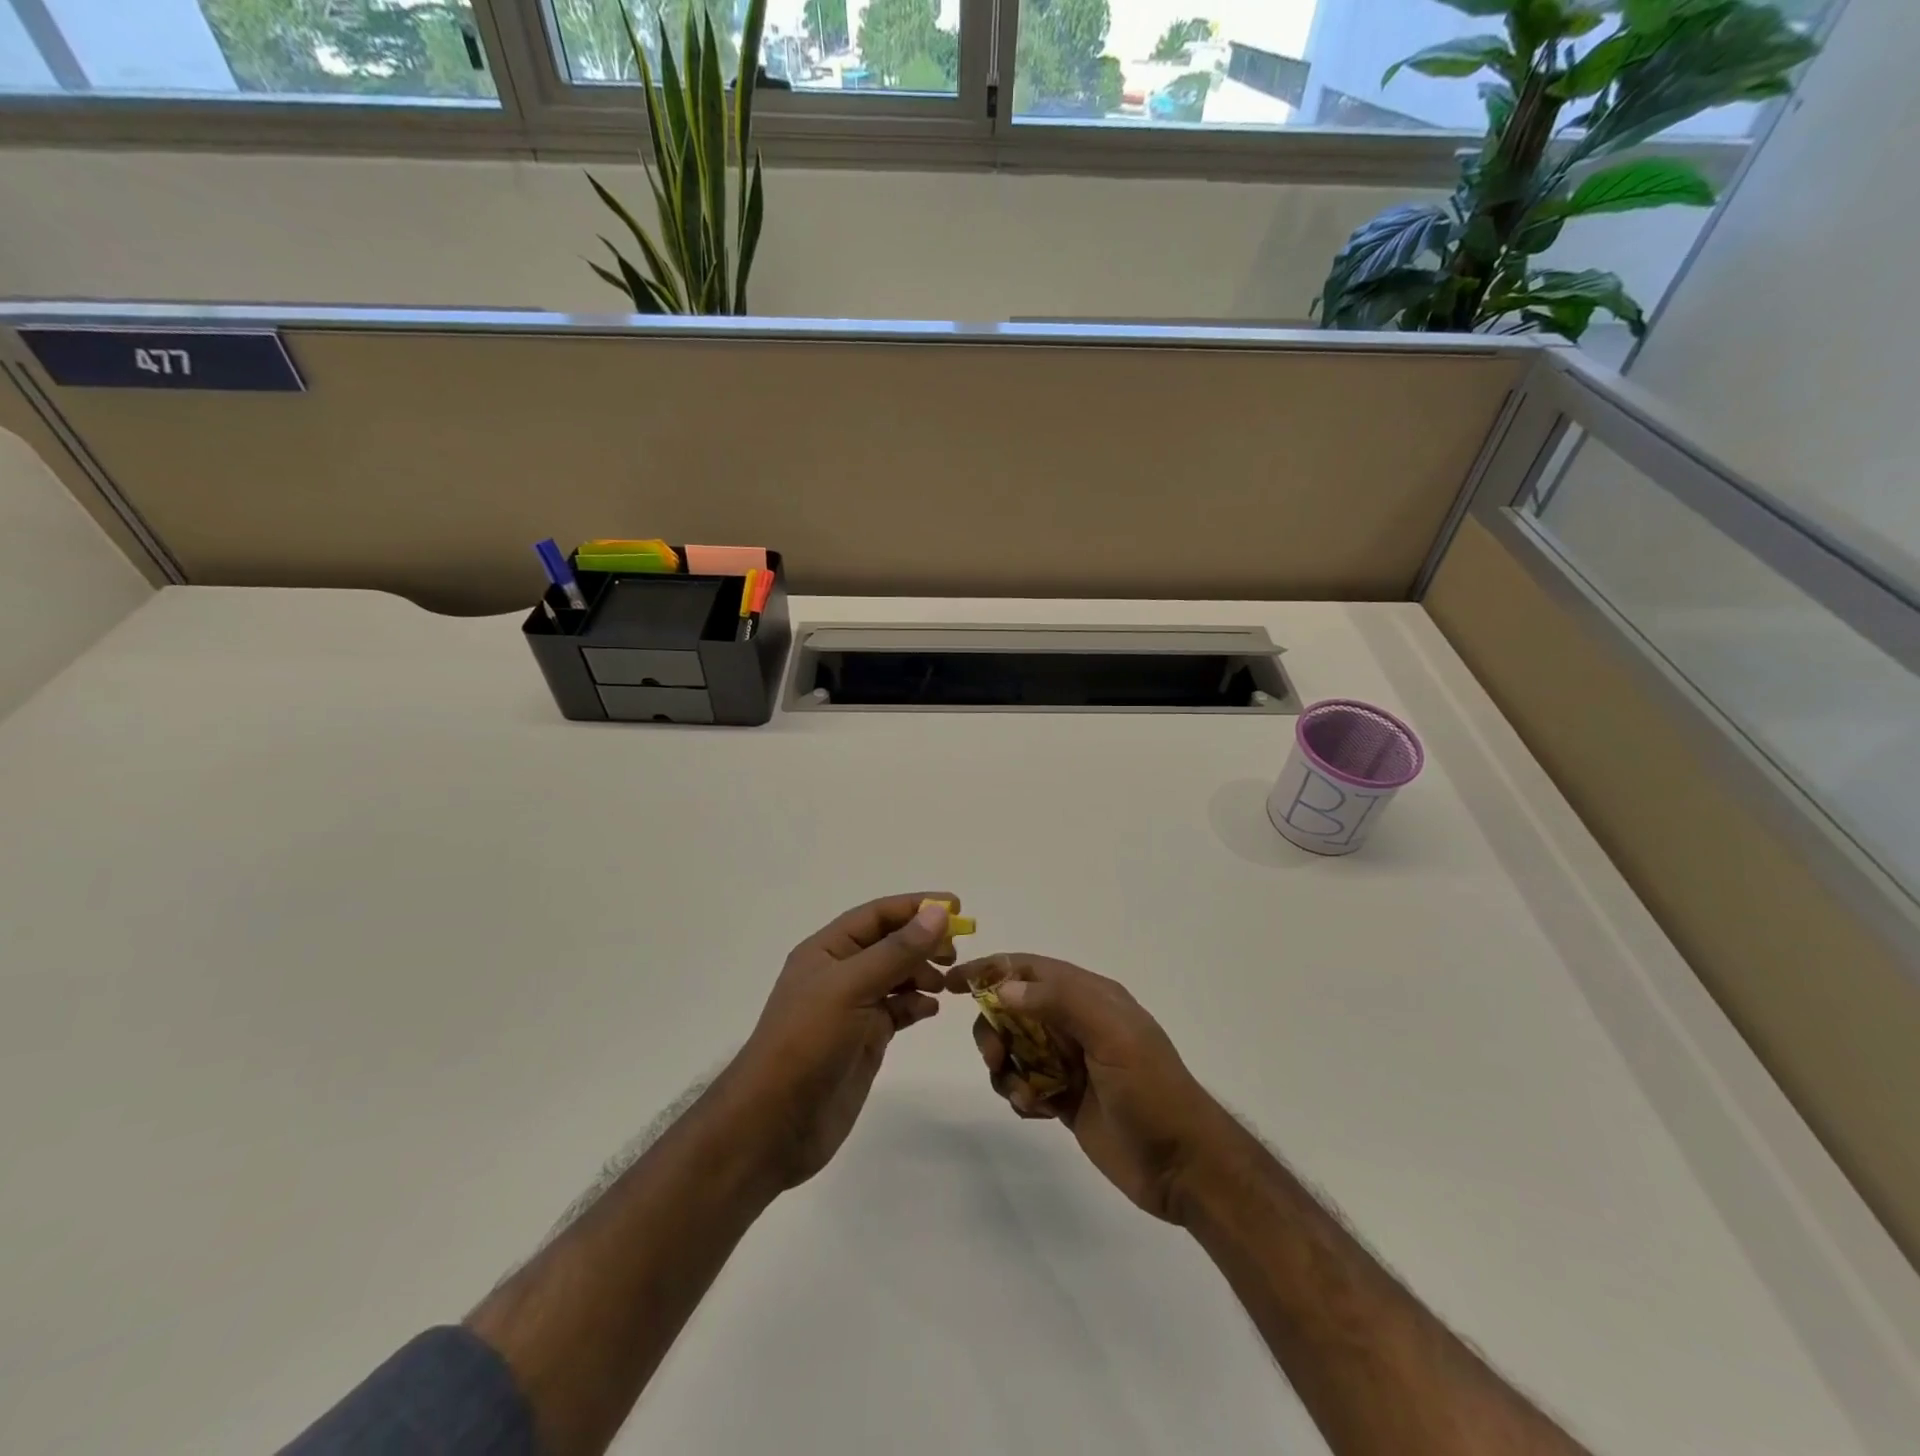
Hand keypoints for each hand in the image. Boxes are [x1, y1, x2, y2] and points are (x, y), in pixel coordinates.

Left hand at [728, 894, 957, 1189]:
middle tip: (956, 950)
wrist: (775, 1123)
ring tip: (949, 983)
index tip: (956, 906)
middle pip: (890, 942)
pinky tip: (932, 1009)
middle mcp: (841, 972)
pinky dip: (917, 1004)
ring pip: (897, 976)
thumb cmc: (808, 1041)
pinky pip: (898, 1010)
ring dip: (924, 972)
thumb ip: (897, 951)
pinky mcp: (865, 1039)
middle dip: (923, 941)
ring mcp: (853, 1007)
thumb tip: (938, 912)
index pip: (877, 914)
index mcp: (827, 949)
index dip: (915, 906)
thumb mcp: (852, 987)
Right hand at [950, 954, 1234, 1222]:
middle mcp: (1077, 1023)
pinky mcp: (1065, 1097)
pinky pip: (1024, 1083)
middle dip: (995, 1029)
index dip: (992, 971)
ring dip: (1006, 1067)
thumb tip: (1005, 987)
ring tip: (1023, 1094)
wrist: (1184, 1166)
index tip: (954, 984)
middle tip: (996, 1058)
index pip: (1031, 970)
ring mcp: (1070, 1061)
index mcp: (1091, 997)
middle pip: (1014, 1009)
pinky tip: (1036, 1111)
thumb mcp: (1112, 1035)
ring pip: (1015, 1048)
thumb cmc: (1151, 1091)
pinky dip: (1019, 1093)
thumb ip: (1060, 1002)